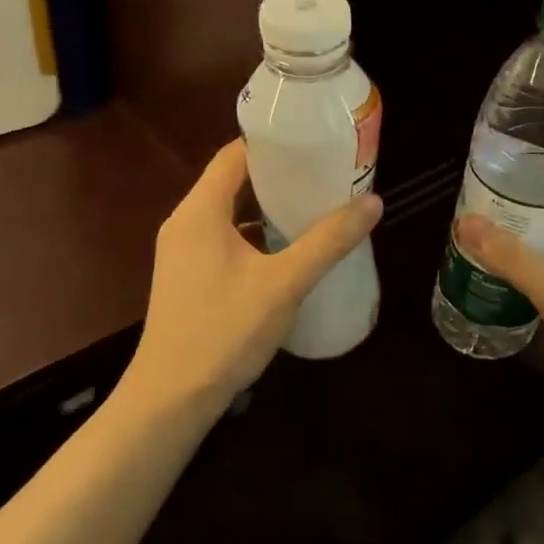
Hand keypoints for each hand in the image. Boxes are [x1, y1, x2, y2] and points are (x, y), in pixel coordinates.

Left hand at [128, 139, 382, 406]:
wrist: (171, 399)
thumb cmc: (224, 331)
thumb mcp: (284, 284)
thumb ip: (328, 241)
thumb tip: (373, 202)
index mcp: (200, 211)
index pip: (235, 155)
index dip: (274, 145)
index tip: (315, 144)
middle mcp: (185, 223)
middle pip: (233, 182)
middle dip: (279, 176)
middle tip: (326, 175)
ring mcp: (183, 252)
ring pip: (230, 214)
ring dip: (268, 208)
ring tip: (315, 208)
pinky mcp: (188, 277)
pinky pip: (225, 239)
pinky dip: (256, 235)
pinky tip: (289, 251)